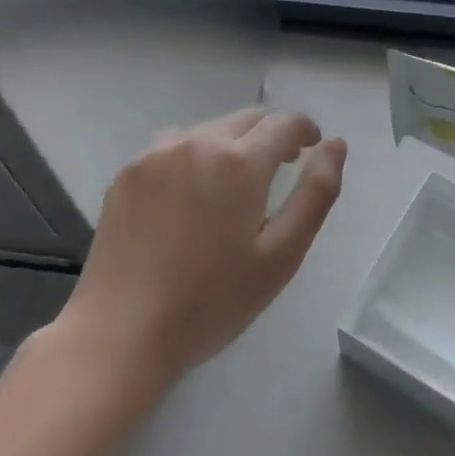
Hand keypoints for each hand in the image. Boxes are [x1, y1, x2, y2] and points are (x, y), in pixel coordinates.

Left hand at [47, 106, 345, 398]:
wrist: (118, 337)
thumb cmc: (211, 301)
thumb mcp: (281, 255)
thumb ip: (317, 192)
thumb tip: (336, 144)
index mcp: (240, 161)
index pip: (285, 122)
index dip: (306, 130)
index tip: (312, 149)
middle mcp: (198, 142)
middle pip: (248, 118)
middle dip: (272, 135)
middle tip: (281, 168)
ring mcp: (156, 154)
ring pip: (210, 129)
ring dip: (231, 144)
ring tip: (233, 184)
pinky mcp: (127, 173)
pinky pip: (173, 146)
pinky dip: (193, 156)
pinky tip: (189, 196)